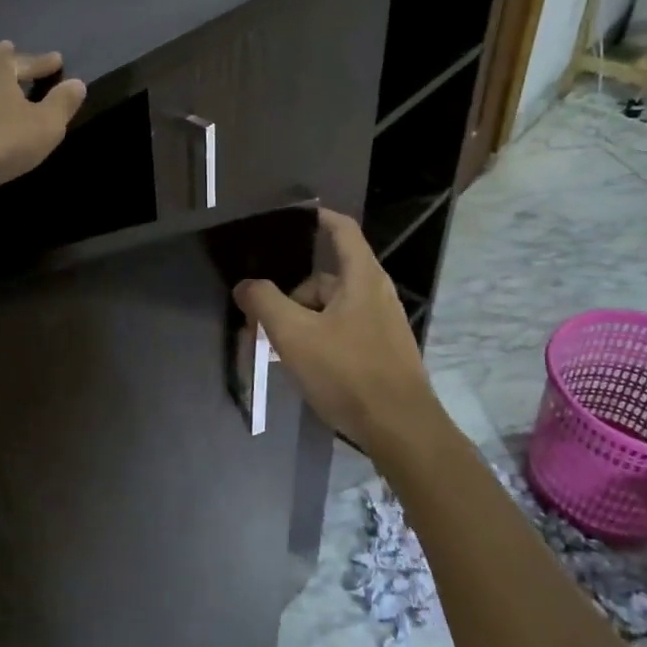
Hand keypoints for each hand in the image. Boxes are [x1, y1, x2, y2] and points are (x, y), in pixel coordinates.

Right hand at [233, 208, 444, 458]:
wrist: (400, 429)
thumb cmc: (347, 372)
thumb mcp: (294, 335)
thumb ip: (265, 303)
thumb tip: (245, 285)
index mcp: (362, 277)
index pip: (342, 229)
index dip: (318, 217)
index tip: (291, 217)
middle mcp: (376, 293)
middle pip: (325, 278)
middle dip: (292, 296)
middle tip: (263, 322)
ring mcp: (382, 324)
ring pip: (331, 309)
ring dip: (303, 322)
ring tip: (279, 351)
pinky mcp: (383, 351)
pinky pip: (343, 332)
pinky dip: (320, 339)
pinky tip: (304, 367)